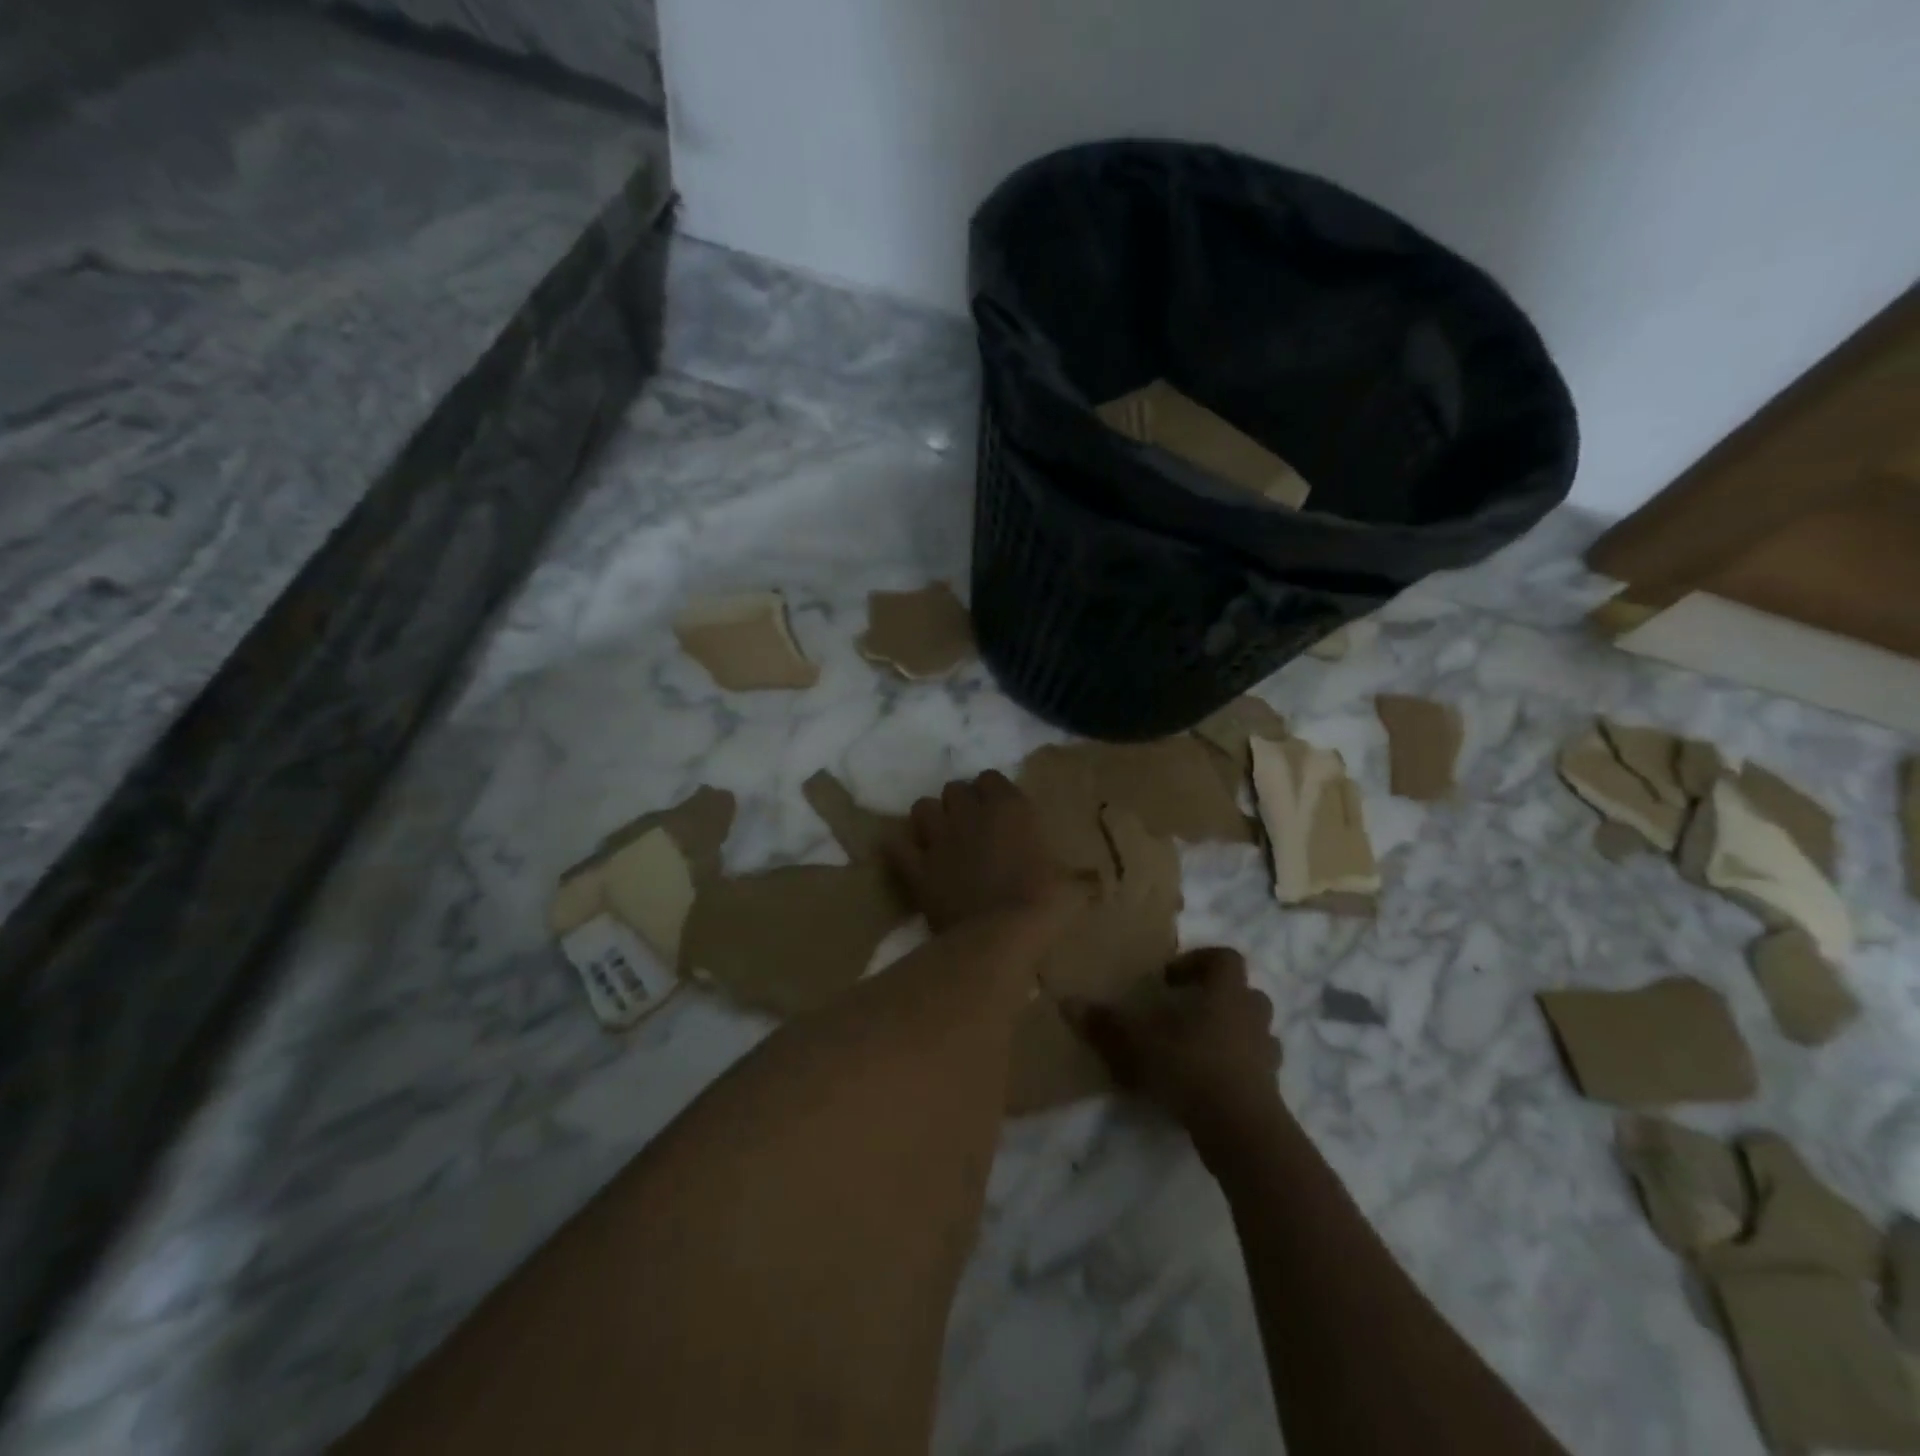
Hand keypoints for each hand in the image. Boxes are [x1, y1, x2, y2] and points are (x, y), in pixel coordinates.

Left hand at [888, 771, 1078, 932]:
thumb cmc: (1044, 906)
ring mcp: (938, 838)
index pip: (991, 778)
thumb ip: (1075, 875)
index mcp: (1009, 808)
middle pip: (954, 789)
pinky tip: (912, 857)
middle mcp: (970, 813)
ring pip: (922, 807)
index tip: (1000, 812)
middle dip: (960, 804)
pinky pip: (896, 844)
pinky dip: (901, 847)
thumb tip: (1094, 882)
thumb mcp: (1071, 886)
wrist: (1001, 936)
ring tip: (939, 837)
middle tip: (970, 827)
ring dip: (930, 819)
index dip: (992, 793)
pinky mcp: (916, 867)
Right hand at [1067, 947, 1284, 1161]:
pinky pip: (1256, 1068)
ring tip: (1197, 1048)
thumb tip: (1067, 1002)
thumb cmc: (1191, 1068)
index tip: (1171, 979)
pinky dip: (1236, 1069)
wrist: (1242, 1129)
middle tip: (1185, 1012)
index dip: (1199, 961)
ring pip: (1255, 1031)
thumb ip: (1105, 1024)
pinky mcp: (1270, 1089)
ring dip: (1231, 1033)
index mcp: (1225, 993)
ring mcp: (1266, 1054)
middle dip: (1218, 998)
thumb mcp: (1138, 1043)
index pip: (1225, 958)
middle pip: (1245, 993)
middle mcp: (1251, 1016)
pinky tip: (1208, 1084)